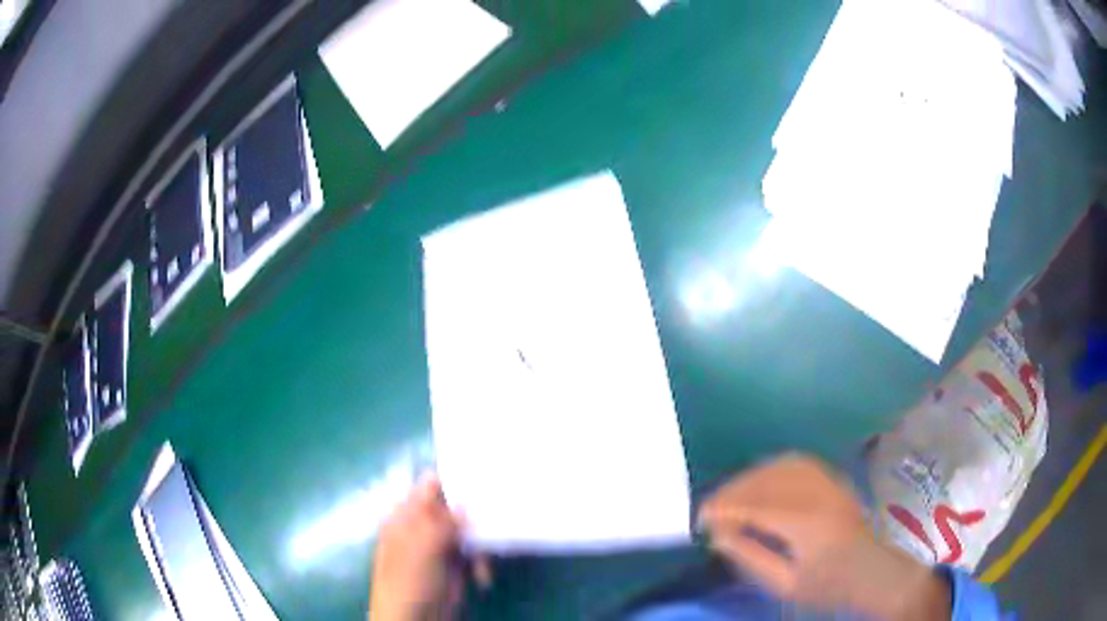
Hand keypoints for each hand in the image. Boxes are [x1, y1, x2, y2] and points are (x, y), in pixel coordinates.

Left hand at [369, 475, 489, 620]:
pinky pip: (474, 553)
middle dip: (476, 513)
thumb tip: (467, 503)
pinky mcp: (454, 566)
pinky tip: (483, 577)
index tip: (485, 475)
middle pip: (454, 508)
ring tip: (485, 562)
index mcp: (406, 516)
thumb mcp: (422, 548)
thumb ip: (444, 523)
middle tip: (499, 514)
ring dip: (481, 543)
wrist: (413, 619)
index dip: (454, 478)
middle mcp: (423, 526)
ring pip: (468, 531)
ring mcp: (439, 547)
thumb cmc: (409, 581)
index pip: (429, 486)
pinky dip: (482, 563)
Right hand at [697, 454, 949, 619]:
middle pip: (767, 481)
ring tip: (731, 495)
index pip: (757, 506)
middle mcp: (818, 494)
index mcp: (807, 524)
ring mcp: (829, 482)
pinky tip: (759, 480)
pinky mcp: (833, 479)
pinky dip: (772, 467)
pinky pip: (798, 461)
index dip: (726, 509)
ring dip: (750, 477)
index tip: (701, 518)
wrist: (870, 571)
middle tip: (711, 508)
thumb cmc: (827, 586)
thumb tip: (718, 536)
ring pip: (781, 466)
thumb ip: (751, 558)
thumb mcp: (785, 584)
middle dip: (733, 491)